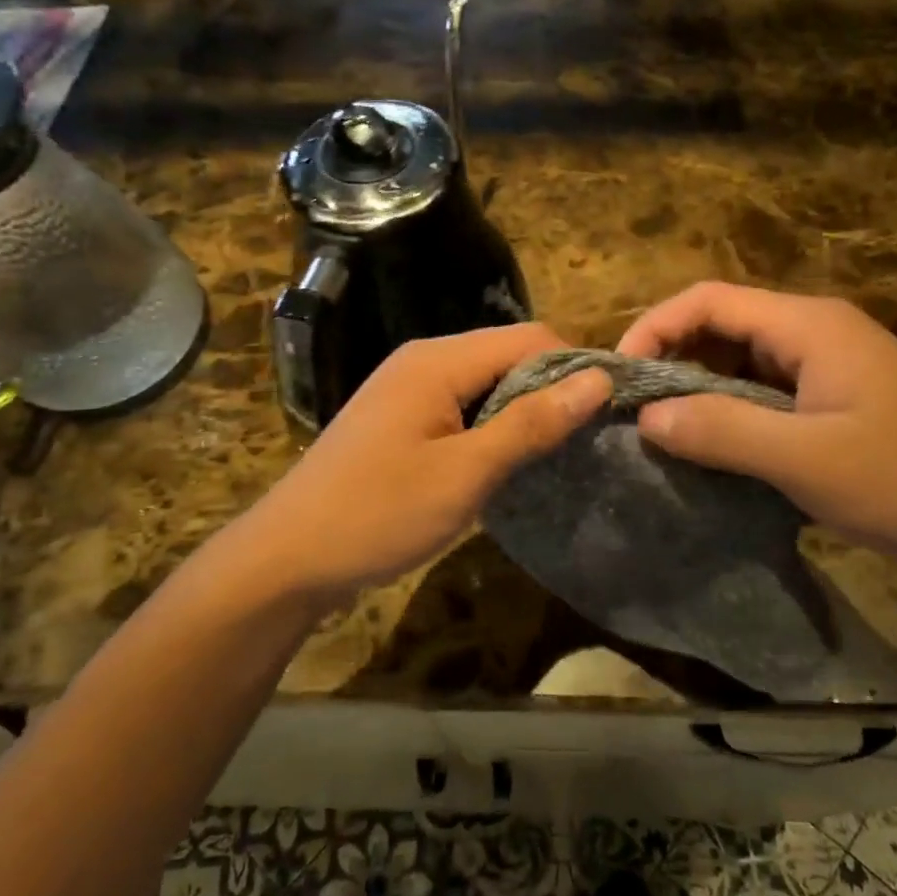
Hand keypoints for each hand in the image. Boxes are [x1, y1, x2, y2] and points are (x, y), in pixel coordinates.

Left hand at [216, 325, 611, 604]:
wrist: (288, 557)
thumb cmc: (378, 514)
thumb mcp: (465, 473)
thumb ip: (531, 423)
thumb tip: (598, 380)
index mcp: (438, 360)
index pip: (530, 338)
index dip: (575, 368)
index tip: (608, 413)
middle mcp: (423, 360)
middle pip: (508, 355)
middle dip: (551, 390)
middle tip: (586, 440)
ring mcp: (407, 389)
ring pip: (487, 383)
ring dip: (522, 411)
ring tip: (555, 454)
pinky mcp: (400, 419)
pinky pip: (462, 406)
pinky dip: (492, 426)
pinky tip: (506, 461)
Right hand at [618, 283, 896, 580]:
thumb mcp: (809, 460)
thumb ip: (722, 431)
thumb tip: (645, 415)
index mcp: (810, 326)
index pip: (708, 300)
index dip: (654, 327)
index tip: (618, 377)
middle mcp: (815, 332)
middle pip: (721, 325)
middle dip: (670, 359)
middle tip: (631, 409)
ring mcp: (827, 367)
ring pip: (738, 361)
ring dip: (696, 389)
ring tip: (660, 430)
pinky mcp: (833, 400)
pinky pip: (761, 392)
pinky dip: (726, 411)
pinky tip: (709, 447)